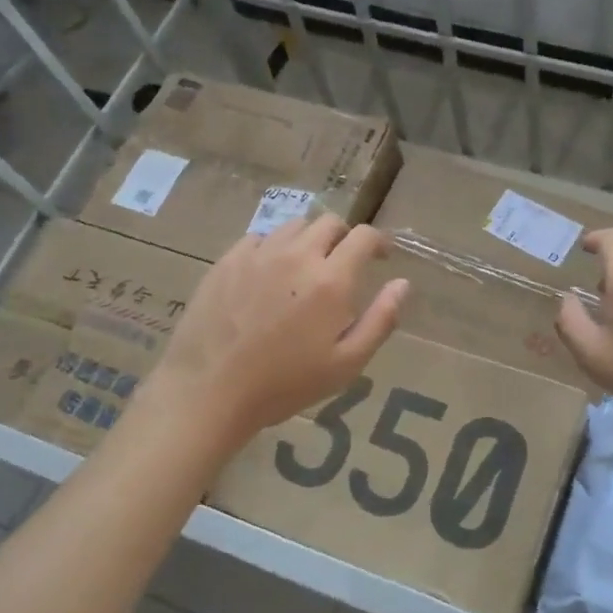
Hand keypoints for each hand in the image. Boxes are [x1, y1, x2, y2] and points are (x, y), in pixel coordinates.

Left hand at [149, 216, 407, 443]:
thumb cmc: (285, 383)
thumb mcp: (347, 364)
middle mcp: (297, 255)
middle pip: (329, 222)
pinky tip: (269, 274)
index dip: (379, 241)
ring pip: (294, 226)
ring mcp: (258, 254)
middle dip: (344, 237)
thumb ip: (381, 320)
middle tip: (343, 263)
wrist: (210, 389)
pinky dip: (273, 248)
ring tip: (305, 267)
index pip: (364, 236)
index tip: (381, 256)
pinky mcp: (227, 260)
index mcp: (331, 280)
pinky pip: (259, 238)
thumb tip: (403, 284)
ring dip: (308, 239)